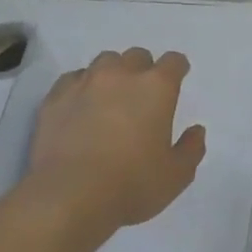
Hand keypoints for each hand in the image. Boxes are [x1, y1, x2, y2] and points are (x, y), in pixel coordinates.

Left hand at [26, 48, 206, 236]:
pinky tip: (81, 106)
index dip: (177, 68)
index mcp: (156, 88)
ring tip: (110, 97)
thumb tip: (196, 131)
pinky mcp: (55, 98)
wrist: (70, 195)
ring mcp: (84, 83)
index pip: (173, 62)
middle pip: (136, 56)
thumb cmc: (133, 184)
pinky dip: (81, 87)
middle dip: (143, 69)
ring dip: (112, 74)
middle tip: (142, 94)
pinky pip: (72, 79)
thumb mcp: (177, 175)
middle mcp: (120, 76)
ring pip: (103, 62)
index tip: (177, 79)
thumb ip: (191, 148)